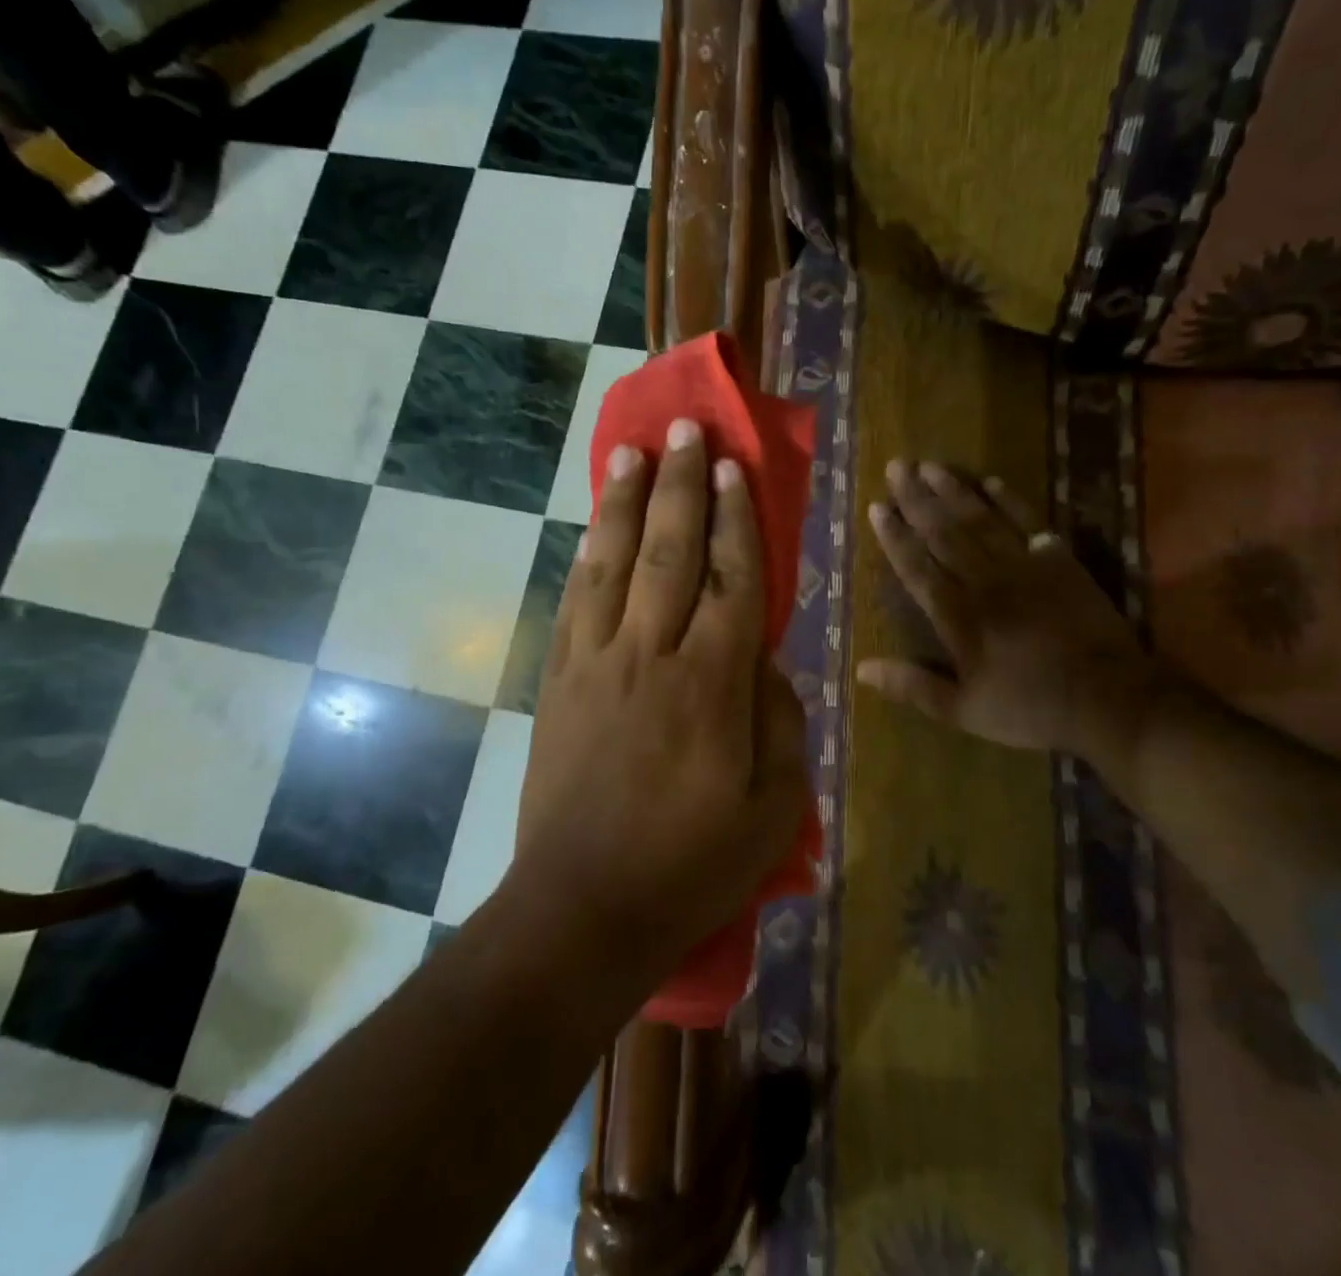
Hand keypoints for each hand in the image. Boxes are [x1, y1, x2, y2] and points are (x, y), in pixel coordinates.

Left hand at [516, 419, 808, 975]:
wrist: (584, 909)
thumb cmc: (692, 865)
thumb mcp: (775, 808)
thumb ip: (781, 722)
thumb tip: (768, 663)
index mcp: (713, 684)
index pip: (733, 580)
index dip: (738, 520)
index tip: (736, 470)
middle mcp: (652, 655)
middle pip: (670, 550)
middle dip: (681, 485)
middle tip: (686, 431)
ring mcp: (596, 664)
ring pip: (612, 563)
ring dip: (624, 502)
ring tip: (631, 452)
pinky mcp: (559, 682)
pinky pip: (575, 602)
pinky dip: (586, 557)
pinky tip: (592, 528)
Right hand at [856, 460, 1167, 790]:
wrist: (1107, 698)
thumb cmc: (1029, 708)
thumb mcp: (963, 710)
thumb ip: (913, 686)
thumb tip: (861, 669)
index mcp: (957, 615)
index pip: (916, 566)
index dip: (894, 536)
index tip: (876, 506)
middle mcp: (983, 581)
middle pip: (943, 532)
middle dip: (916, 499)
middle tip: (896, 466)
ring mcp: (1023, 566)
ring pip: (980, 519)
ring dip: (953, 490)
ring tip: (930, 465)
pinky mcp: (1058, 561)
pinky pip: (1028, 522)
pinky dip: (1009, 500)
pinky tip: (990, 481)